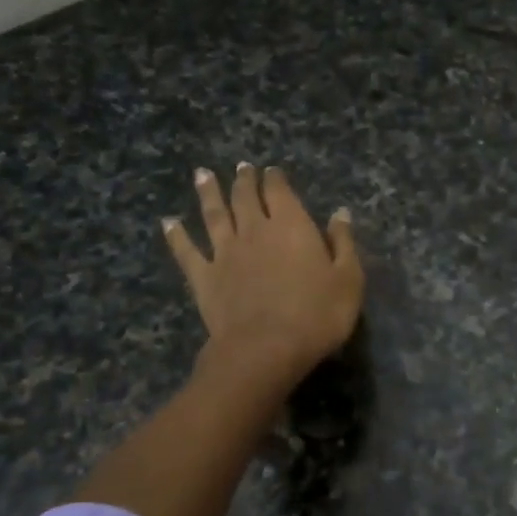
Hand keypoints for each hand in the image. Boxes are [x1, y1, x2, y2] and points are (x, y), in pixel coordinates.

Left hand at [163, 163, 363, 388]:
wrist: (265, 349)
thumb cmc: (317, 315)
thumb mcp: (348, 279)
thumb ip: (343, 243)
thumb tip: (340, 213)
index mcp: (291, 225)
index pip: (280, 192)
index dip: (275, 178)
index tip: (271, 170)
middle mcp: (254, 230)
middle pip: (245, 197)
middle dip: (244, 180)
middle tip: (241, 167)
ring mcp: (225, 252)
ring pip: (214, 214)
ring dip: (208, 193)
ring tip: (202, 174)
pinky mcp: (204, 277)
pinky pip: (186, 251)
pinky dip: (176, 235)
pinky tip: (168, 223)